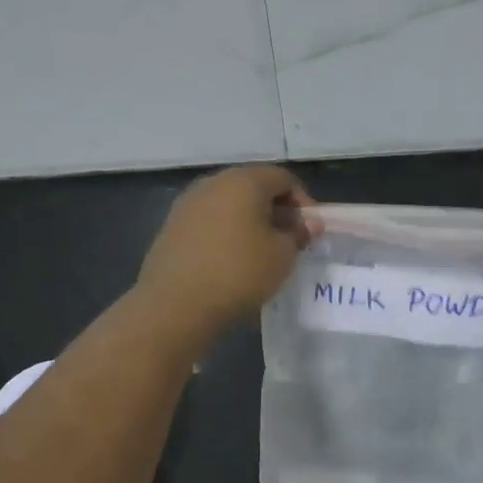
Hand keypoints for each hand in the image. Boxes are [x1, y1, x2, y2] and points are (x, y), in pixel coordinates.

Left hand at [136, 166, 312, 346]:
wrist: (176, 304)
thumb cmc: (239, 272)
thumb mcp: (282, 256)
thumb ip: (298, 234)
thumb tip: (307, 224)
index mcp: (244, 181)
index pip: (283, 178)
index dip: (302, 202)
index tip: (310, 230)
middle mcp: (213, 183)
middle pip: (253, 187)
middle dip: (275, 210)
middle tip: (289, 240)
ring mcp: (188, 203)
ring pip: (229, 204)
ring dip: (249, 222)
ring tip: (261, 252)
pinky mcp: (172, 226)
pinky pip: (209, 221)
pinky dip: (226, 233)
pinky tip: (231, 260)